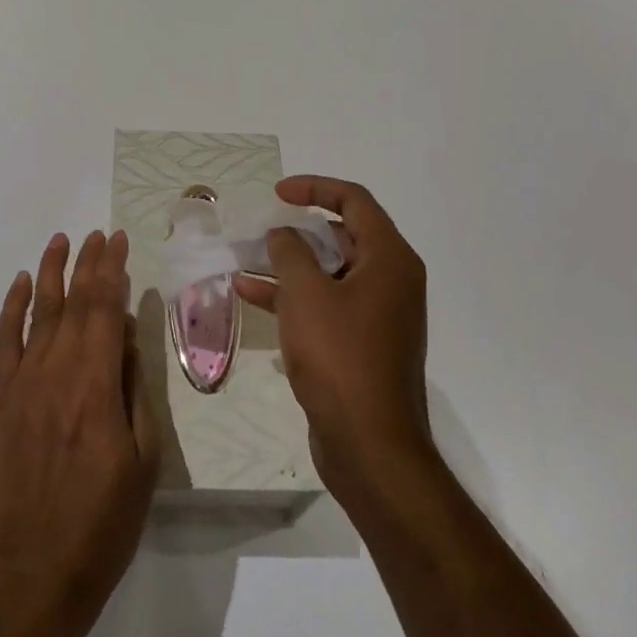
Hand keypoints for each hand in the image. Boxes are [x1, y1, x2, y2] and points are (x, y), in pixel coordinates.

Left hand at [0, 230, 159, 632]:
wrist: (37, 568)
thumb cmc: (104, 519)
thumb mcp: (144, 458)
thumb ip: (134, 389)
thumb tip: (126, 336)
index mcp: (97, 384)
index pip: (106, 309)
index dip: (113, 270)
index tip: (120, 240)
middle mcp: (58, 371)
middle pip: (75, 302)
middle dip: (89, 262)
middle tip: (100, 233)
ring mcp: (25, 382)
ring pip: (41, 311)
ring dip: (52, 271)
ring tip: (62, 239)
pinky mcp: (5, 398)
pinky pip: (6, 341)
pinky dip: (12, 308)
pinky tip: (22, 284)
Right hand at [235, 177, 431, 495]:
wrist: (370, 447)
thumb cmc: (340, 357)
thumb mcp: (306, 294)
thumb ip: (290, 251)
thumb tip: (284, 234)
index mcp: (389, 259)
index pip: (354, 201)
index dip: (315, 188)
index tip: (278, 194)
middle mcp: (391, 280)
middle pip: (343, 236)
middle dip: (298, 229)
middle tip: (262, 227)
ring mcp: (378, 314)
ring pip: (329, 272)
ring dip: (289, 264)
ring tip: (246, 259)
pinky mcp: (361, 344)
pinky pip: (326, 305)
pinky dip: (293, 297)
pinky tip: (250, 295)